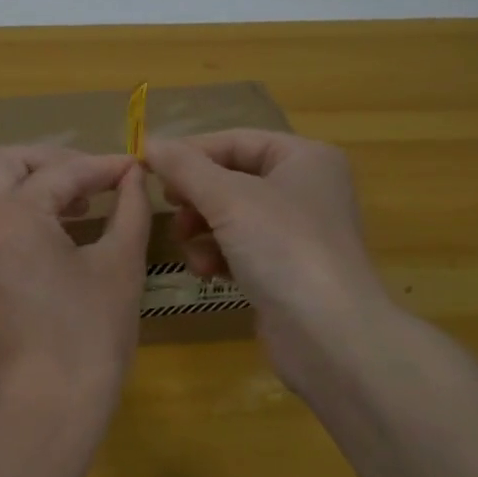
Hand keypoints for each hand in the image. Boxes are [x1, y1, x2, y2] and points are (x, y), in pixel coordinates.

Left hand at [0, 147, 149, 439]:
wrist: (44, 411)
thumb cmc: (89, 336)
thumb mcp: (120, 266)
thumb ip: (129, 209)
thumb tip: (134, 177)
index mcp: (11, 215)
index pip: (60, 174)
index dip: (101, 167)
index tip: (131, 168)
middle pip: (6, 165)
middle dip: (51, 163)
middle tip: (92, 180)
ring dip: (28, 187)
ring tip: (74, 207)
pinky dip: (12, 218)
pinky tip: (49, 242)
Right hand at [144, 130, 408, 400]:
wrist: (330, 336)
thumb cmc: (284, 248)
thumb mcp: (228, 198)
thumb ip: (185, 167)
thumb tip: (150, 142)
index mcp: (304, 158)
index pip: (236, 141)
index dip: (190, 152)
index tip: (148, 167)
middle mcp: (305, 189)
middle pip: (231, 178)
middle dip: (196, 196)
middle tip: (169, 208)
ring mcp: (296, 232)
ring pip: (231, 216)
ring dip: (202, 229)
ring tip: (188, 246)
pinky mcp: (285, 270)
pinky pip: (240, 248)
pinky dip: (218, 255)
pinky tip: (206, 272)